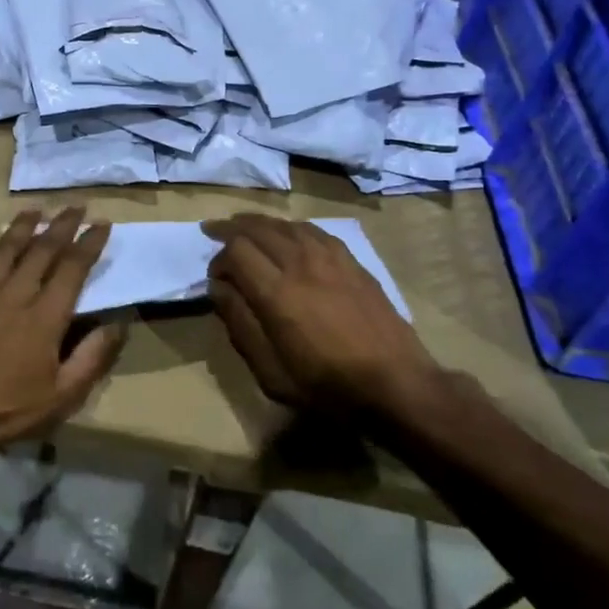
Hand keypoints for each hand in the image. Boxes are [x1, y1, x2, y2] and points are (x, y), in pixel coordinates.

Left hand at [0, 207, 126, 462]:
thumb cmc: (9, 409)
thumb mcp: (64, 394)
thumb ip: (92, 356)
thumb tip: (117, 324)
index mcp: (45, 314)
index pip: (73, 267)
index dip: (90, 243)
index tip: (102, 224)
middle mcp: (14, 294)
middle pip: (41, 249)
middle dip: (62, 224)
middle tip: (76, 206)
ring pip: (3, 250)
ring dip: (20, 228)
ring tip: (32, 211)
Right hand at [205, 215, 439, 417]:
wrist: (395, 384)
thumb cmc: (326, 386)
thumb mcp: (271, 371)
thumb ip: (240, 324)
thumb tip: (218, 288)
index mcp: (276, 292)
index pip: (236, 250)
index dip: (218, 258)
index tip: (215, 278)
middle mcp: (300, 264)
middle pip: (258, 228)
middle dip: (231, 228)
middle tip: (214, 231)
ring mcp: (329, 259)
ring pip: (286, 225)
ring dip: (260, 223)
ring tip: (245, 226)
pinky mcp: (351, 262)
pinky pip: (315, 231)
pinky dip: (292, 227)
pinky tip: (288, 234)